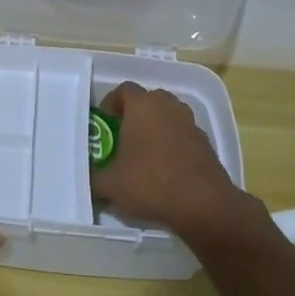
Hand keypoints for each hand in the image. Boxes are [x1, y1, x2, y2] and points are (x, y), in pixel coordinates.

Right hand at [91, 83, 264, 244]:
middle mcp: (168, 106)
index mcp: (143, 106)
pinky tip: (165, 170)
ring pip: (168, 117)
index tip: (104, 123)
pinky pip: (183, 135)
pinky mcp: (206, 143)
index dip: (111, 103)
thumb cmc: (151, 184)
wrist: (204, 205)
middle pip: (148, 100)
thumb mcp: (110, 185)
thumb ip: (94, 177)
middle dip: (134, 115)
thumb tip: (88, 178)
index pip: (123, 90)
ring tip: (144, 154)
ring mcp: (190, 123)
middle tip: (122, 137)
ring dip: (156, 128)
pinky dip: (173, 145)